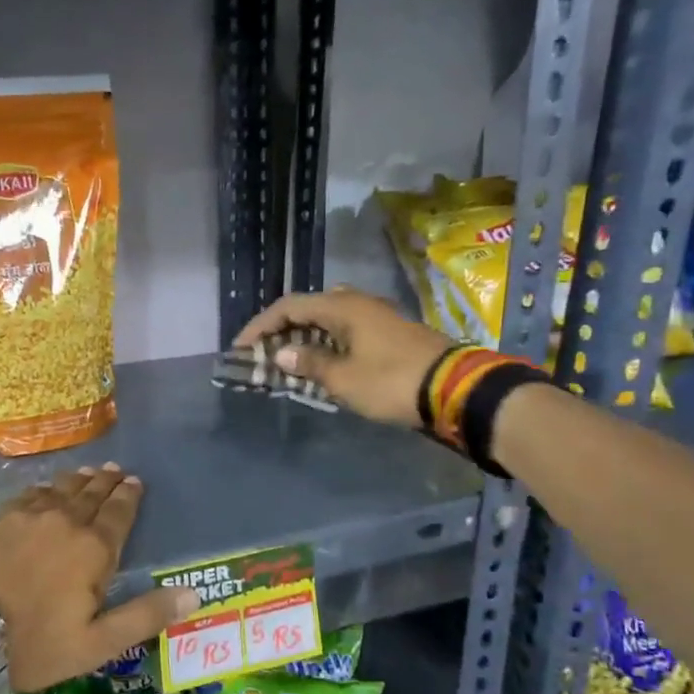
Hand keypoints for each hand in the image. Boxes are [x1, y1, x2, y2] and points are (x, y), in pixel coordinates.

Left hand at [0, 463, 199, 693]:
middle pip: (90, 496)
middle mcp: (63, 523)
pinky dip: (42, 489)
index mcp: (93, 550)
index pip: (118, 514)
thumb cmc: (33, 644)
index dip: (129, 497)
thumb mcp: (97, 643)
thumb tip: (194, 595)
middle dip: (105, 482)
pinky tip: (43, 488)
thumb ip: (144, 616)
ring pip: (59, 491)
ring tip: (87, 472)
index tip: (135, 482)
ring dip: (77, 481)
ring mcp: (26, 518)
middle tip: (115, 470)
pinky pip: (27, 496)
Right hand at [234, 288, 452, 428]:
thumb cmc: (391, 381)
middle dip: (280, 331)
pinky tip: (318, 365)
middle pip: (307, 310)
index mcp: (342, 307)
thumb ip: (309, 364)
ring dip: (303, 340)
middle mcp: (357, 303)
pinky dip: (324, 346)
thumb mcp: (343, 378)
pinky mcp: (388, 334)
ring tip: (285, 363)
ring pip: (327, 321)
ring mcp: (375, 317)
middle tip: (262, 355)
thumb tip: (281, 354)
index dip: (260, 326)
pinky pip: (344, 332)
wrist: (454, 389)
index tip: (240, 348)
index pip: (288, 306)